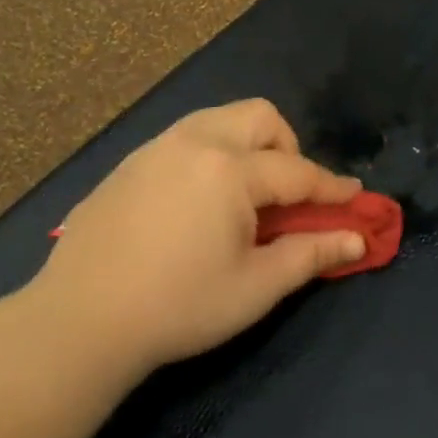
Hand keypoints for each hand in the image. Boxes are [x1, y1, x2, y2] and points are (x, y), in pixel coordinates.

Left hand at [27, 100, 366, 376]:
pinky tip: (196, 201)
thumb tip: (357, 238)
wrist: (79, 320)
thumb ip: (311, 254)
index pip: (297, 171)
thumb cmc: (179, 306)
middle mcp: (195, 142)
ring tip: (244, 193)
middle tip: (286, 194)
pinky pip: (184, 138)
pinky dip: (209, 154)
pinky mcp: (128, 163)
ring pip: (219, 119)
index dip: (331, 187)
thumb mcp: (255, 286)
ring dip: (246, 144)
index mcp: (230, 170)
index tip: (355, 197)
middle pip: (259, 116)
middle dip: (287, 147)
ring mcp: (156, 148)